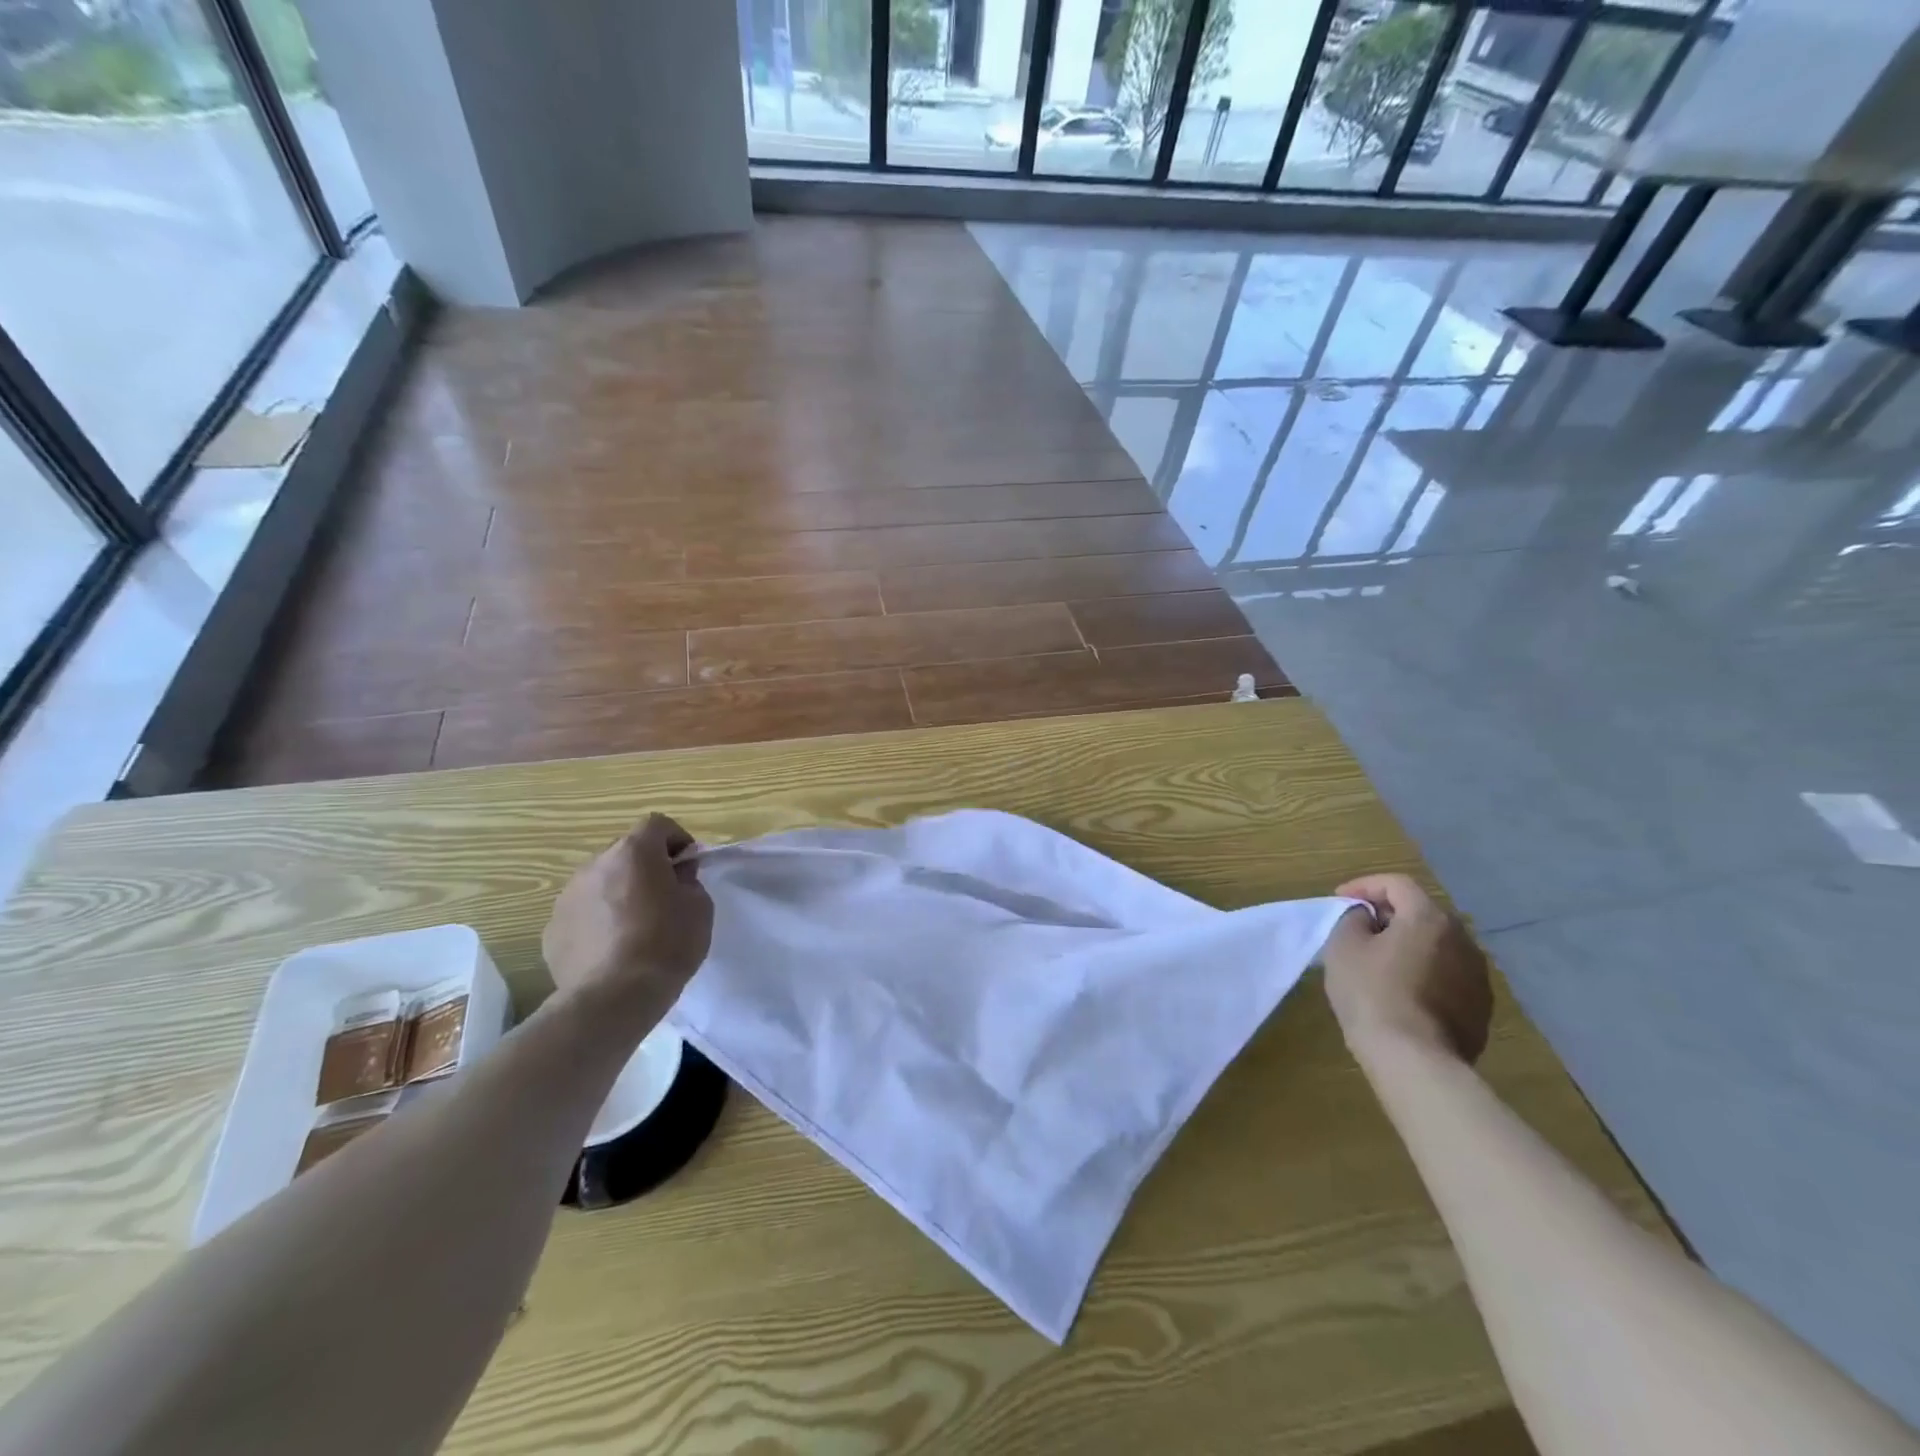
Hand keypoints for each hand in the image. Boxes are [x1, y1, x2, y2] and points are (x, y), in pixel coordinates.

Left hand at [542, 815, 712, 1013]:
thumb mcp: (700, 907)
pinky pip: (582, 913)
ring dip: (618, 893)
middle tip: (664, 896)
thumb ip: (689, 880)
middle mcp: (594, 865)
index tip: (688, 866)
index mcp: (633, 852)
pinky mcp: (552, 929)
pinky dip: (597, 921)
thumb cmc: (666, 944)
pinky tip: (612, 949)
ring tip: (635, 927)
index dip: (677, 839)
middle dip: (645, 866)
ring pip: (600, 882)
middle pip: (625, 852)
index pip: (657, 824)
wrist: (613, 997)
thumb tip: (675, 875)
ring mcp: (567, 897)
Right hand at [1322, 873, 1491, 1063]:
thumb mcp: (1343, 946)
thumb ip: (1353, 919)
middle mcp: (1463, 940)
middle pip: (1422, 912)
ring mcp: (1478, 976)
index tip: (1339, 901)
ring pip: (1437, 945)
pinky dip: (1424, 972)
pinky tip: (1402, 992)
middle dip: (1388, 914)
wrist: (1415, 1060)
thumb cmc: (1372, 993)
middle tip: (1358, 928)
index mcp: (1429, 918)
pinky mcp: (1480, 1007)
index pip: (1397, 884)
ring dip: (1408, 944)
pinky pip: (1447, 975)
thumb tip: (1368, 918)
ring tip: (1379, 961)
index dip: (1363, 885)